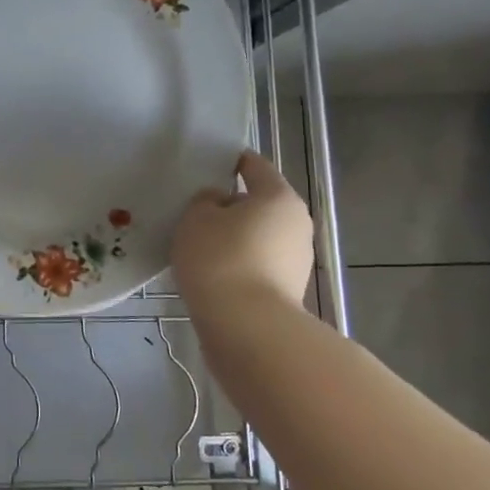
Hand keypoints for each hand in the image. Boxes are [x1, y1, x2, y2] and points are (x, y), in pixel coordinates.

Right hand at [171, 151, 313, 307]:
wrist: (247, 328)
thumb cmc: (220, 259)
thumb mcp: (196, 218)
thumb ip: (205, 201)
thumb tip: (220, 203)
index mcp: (278, 196)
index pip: (254, 165)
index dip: (229, 161)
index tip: (205, 165)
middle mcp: (296, 224)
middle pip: (258, 203)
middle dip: (229, 205)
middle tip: (194, 210)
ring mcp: (296, 260)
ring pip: (257, 236)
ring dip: (233, 237)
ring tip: (197, 245)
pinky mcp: (287, 291)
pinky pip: (256, 264)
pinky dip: (236, 263)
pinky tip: (210, 272)